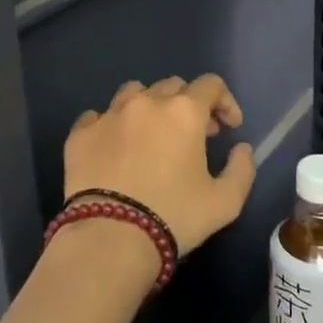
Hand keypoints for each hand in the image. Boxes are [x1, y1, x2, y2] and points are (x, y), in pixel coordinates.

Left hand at [65, 75, 257, 255]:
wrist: (110, 237)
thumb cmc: (174, 216)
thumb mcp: (225, 202)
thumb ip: (242, 169)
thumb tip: (241, 148)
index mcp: (184, 112)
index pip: (211, 85)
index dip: (225, 102)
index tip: (229, 128)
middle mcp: (146, 103)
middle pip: (172, 86)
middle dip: (189, 104)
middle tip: (194, 135)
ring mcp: (108, 115)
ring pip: (133, 92)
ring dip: (149, 106)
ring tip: (152, 134)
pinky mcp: (80, 134)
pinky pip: (97, 116)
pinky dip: (111, 125)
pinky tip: (115, 146)